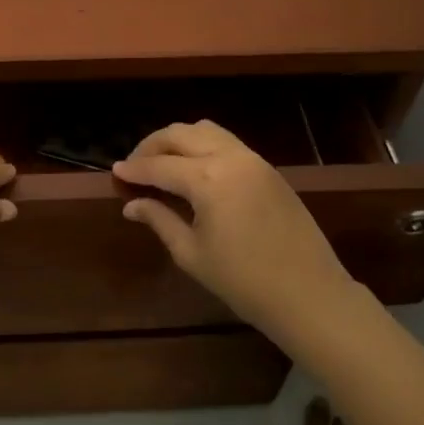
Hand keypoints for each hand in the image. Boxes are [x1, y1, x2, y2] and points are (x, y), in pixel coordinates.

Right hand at [114, 120, 359, 349]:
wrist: (309, 294)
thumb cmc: (244, 282)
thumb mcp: (192, 254)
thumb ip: (160, 220)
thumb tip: (132, 204)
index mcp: (207, 179)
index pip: (159, 166)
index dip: (134, 169)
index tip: (114, 172)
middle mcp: (229, 157)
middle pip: (180, 134)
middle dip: (152, 146)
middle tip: (135, 166)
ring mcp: (252, 159)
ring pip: (206, 130)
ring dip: (179, 140)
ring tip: (163, 163)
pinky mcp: (268, 168)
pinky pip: (227, 142)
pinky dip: (203, 146)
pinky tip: (194, 169)